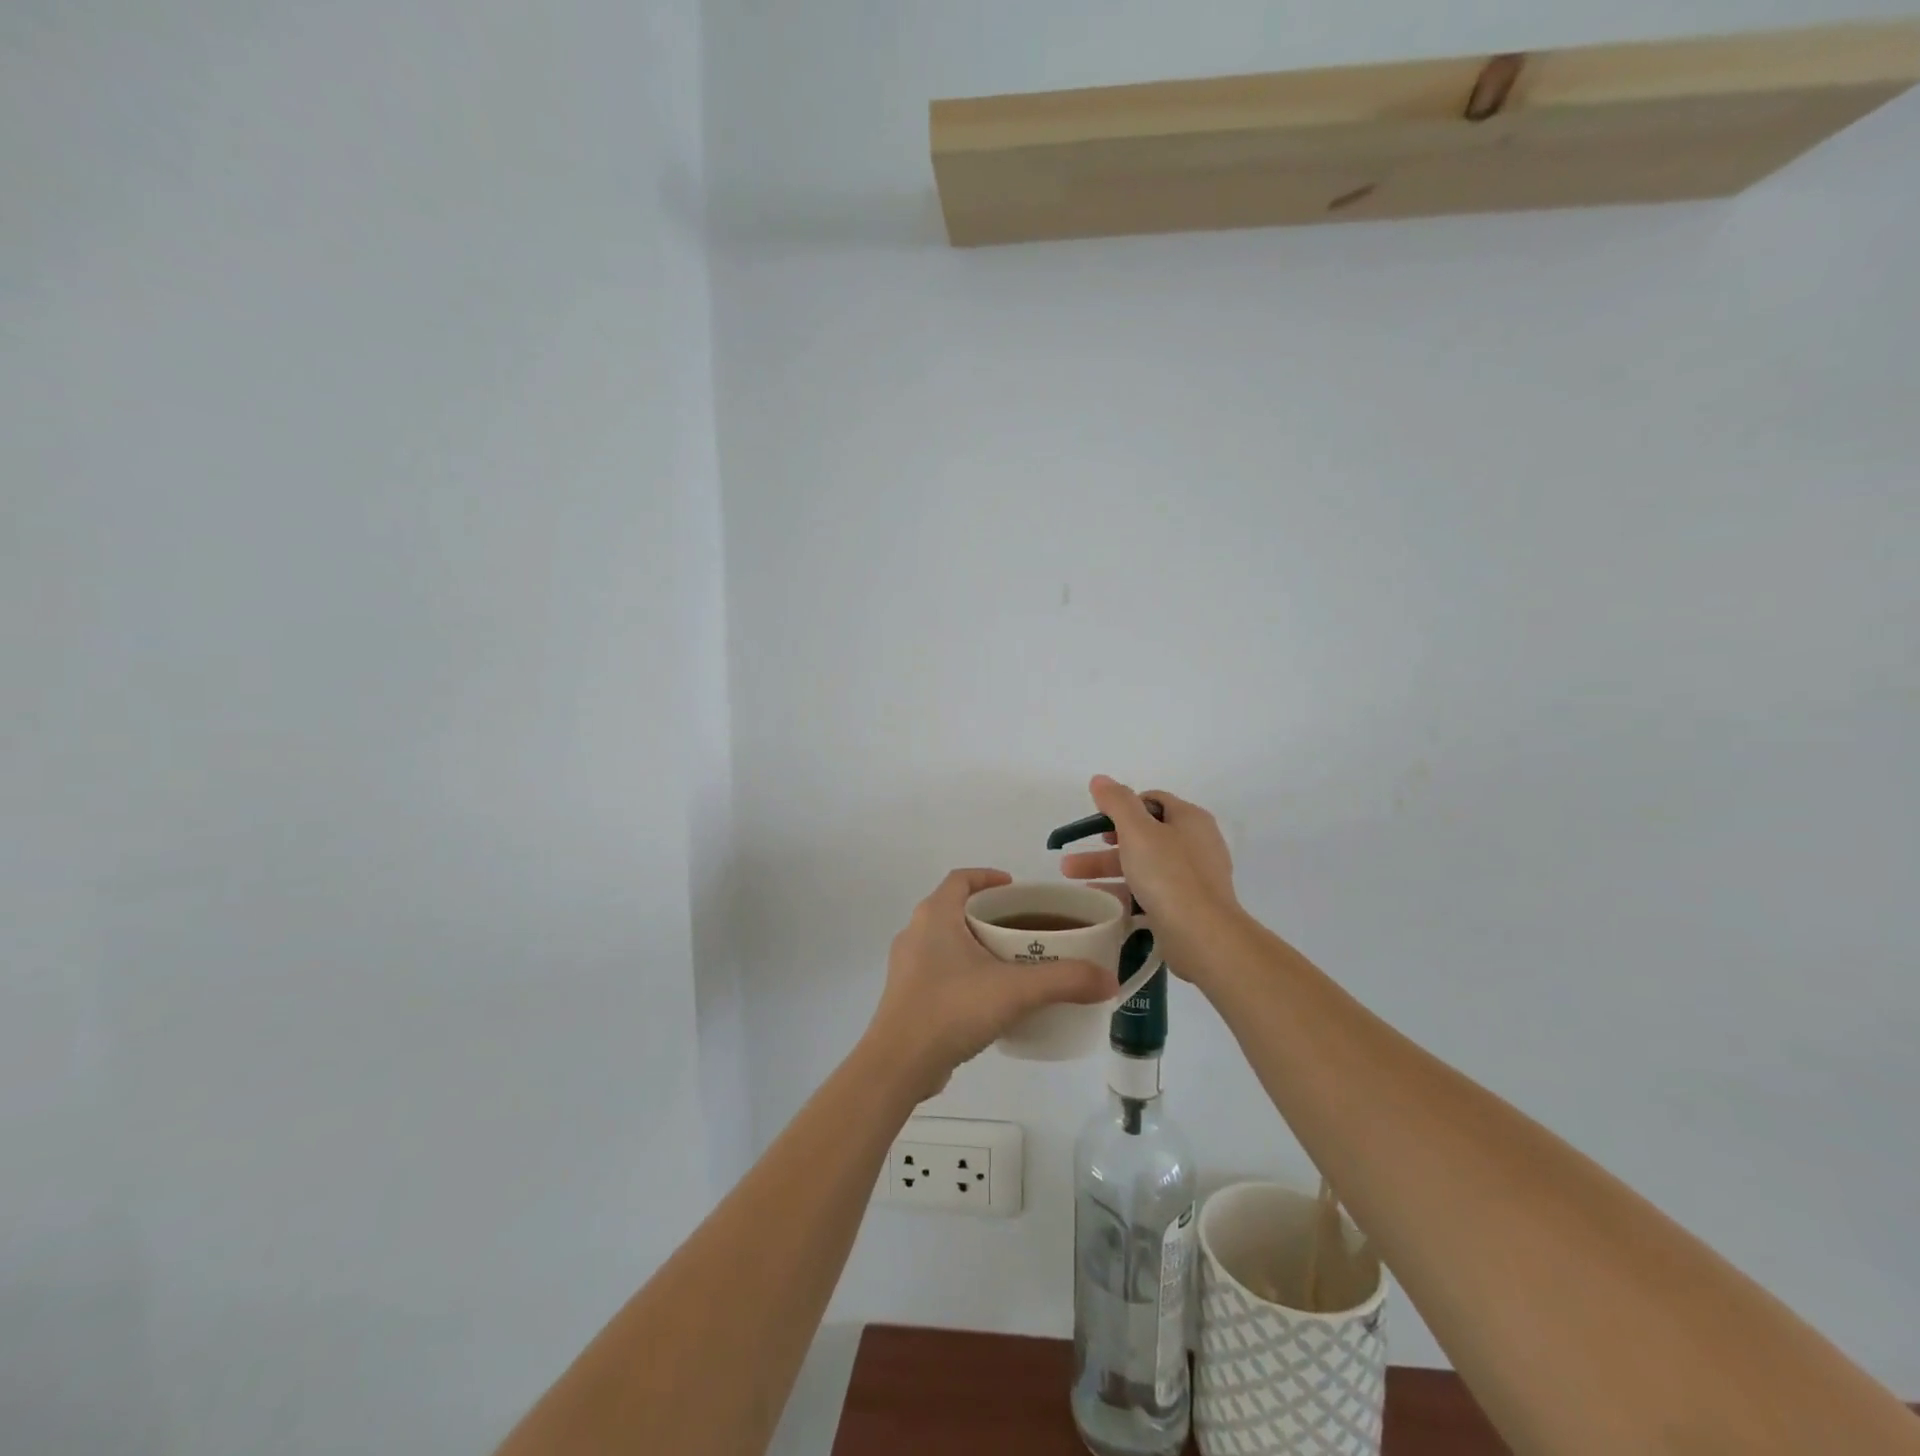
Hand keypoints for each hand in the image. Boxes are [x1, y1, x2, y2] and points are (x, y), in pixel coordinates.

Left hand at [862, 868, 1113, 1098]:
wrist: (898, 1065)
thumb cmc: (951, 1009)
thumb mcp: (1015, 991)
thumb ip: (1064, 981)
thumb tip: (1109, 979)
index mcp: (935, 916)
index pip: (961, 879)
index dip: (988, 877)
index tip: (1015, 888)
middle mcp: (915, 933)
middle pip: (955, 908)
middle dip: (988, 914)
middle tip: (1024, 928)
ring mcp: (907, 966)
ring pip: (946, 941)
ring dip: (976, 944)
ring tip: (1012, 962)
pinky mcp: (906, 996)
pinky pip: (939, 970)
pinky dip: (964, 971)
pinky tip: (988, 997)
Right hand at [1059, 776, 1238, 979]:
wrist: (1203, 935)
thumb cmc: (1169, 875)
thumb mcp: (1137, 831)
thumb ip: (1117, 802)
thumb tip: (1100, 779)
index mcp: (1190, 819)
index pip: (1152, 801)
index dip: (1122, 807)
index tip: (1096, 825)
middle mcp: (1196, 843)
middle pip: (1144, 835)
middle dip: (1104, 845)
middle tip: (1072, 859)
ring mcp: (1194, 877)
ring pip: (1144, 865)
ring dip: (1108, 870)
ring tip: (1074, 882)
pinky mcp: (1189, 906)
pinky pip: (1152, 892)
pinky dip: (1126, 893)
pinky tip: (1102, 904)